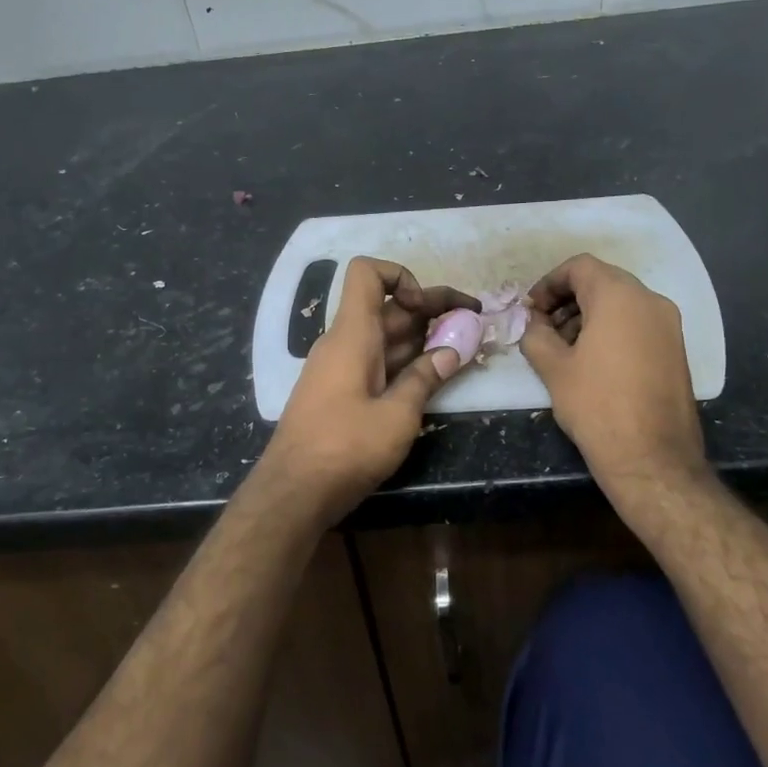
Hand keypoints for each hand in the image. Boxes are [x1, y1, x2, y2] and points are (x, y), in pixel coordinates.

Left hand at [257, 257, 476, 522]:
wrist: (293, 493)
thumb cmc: (345, 448)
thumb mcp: (397, 416)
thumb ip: (426, 378)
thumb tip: (454, 349)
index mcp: (353, 334)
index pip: (367, 273)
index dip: (401, 276)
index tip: (427, 308)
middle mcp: (344, 342)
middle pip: (388, 308)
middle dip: (432, 310)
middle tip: (474, 321)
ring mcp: (341, 368)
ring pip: (386, 337)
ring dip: (423, 337)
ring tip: (464, 346)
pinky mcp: (341, 393)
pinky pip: (377, 362)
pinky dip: (406, 362)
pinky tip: (433, 377)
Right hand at [520, 254, 708, 493]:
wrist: (653, 458)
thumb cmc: (597, 406)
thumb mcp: (553, 368)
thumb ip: (536, 335)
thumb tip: (533, 323)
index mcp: (619, 296)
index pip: (580, 267)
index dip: (549, 282)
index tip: (532, 309)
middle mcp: (650, 300)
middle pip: (603, 281)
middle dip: (568, 299)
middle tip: (544, 327)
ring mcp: (669, 325)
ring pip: (622, 302)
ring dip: (589, 314)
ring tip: (565, 347)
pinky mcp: (676, 349)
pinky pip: (639, 323)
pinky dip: (613, 329)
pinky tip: (593, 361)